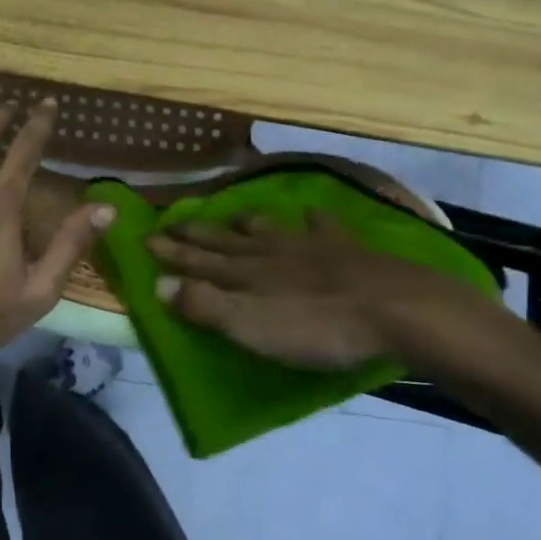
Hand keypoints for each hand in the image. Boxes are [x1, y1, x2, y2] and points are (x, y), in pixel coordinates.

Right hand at [148, 212, 516, 375]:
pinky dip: (314, 220)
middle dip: (197, 235)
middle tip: (174, 222)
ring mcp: (310, 247)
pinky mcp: (347, 250)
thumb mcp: (251, 326)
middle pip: (226, 242)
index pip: (198, 261)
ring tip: (234, 216)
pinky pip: (324, 228)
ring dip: (247, 224)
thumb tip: (158, 284)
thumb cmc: (317, 327)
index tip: (146, 238)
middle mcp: (271, 253)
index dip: (172, 252)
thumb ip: (205, 305)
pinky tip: (312, 213)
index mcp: (245, 274)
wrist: (394, 308)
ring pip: (269, 230)